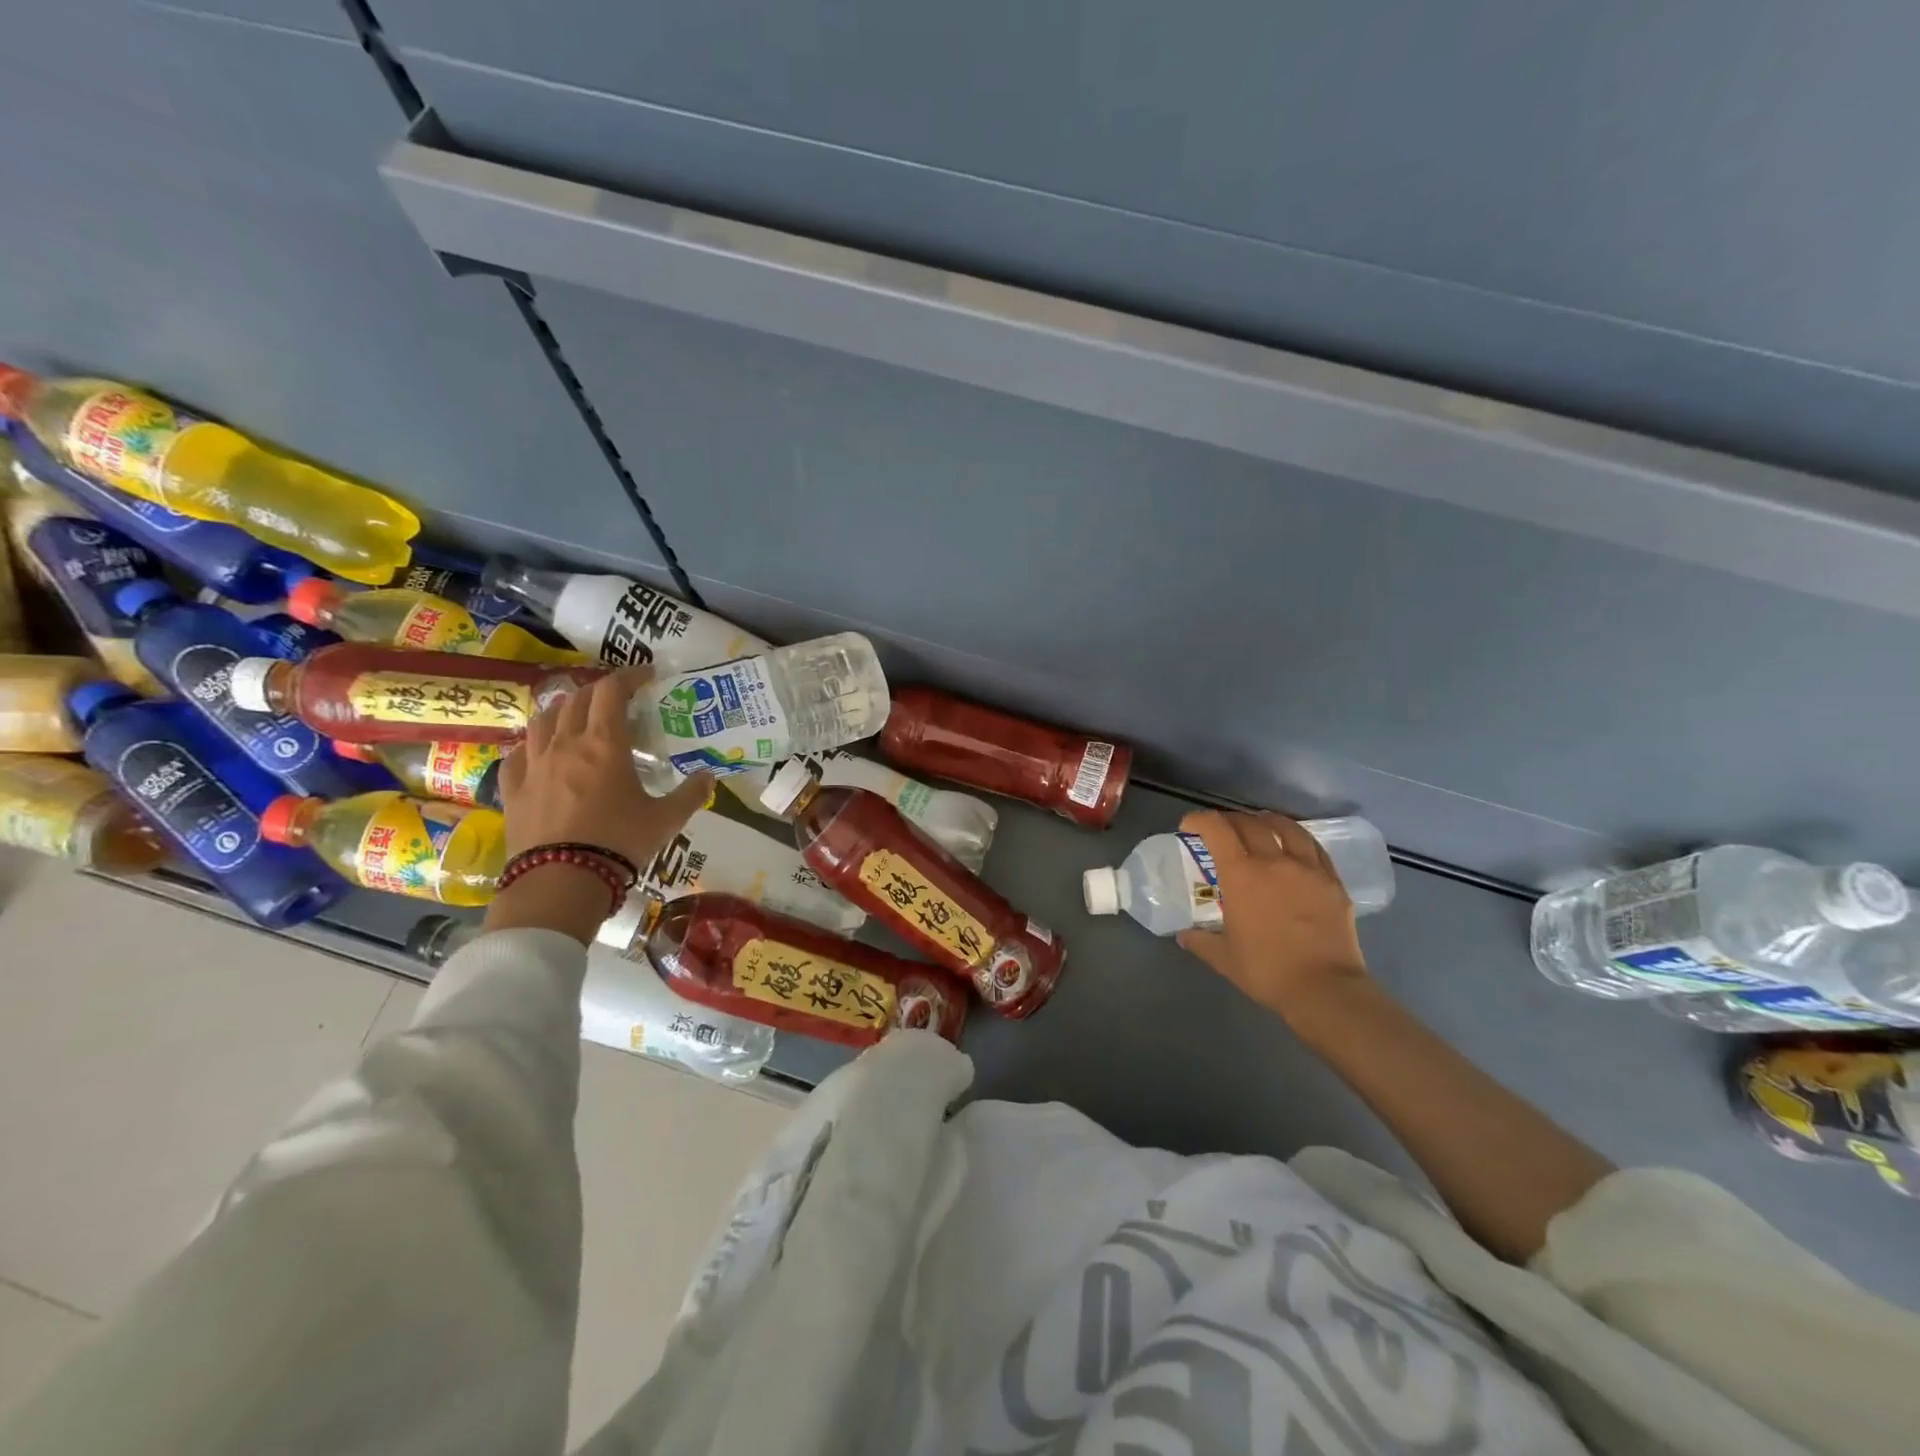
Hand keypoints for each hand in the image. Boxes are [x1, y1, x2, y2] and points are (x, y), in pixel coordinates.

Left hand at [486, 667, 710, 941]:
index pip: (612, 690)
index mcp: (605, 743)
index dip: (630, 675)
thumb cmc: (620, 842)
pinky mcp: (512, 788)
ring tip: (577, 718)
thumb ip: (691, 794)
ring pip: (543, 719)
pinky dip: (532, 744)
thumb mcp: (666, 820)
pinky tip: (540, 753)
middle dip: (598, 690)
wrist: (561, 881)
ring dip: (562, 710)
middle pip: (576, 699)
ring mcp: (533, 764)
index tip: (646, 676)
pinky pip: (517, 753)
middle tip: (617, 699)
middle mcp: (566, 743)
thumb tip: (711, 777)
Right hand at [1175, 810, 1369, 1020]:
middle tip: (1222, 830)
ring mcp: (1307, 868)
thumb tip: (1185, 935)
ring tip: (1260, 824)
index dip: (1199, 820)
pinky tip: (1295, 846)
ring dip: (1267, 820)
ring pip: (1286, 827)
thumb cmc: (1266, 970)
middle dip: (1230, 819)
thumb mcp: (1223, 958)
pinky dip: (1298, 839)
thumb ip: (1201, 941)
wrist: (1324, 988)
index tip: (1190, 826)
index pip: (1216, 829)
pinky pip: (1314, 847)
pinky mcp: (1333, 881)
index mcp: (1241, 874)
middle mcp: (1273, 861)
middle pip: (1249, 823)